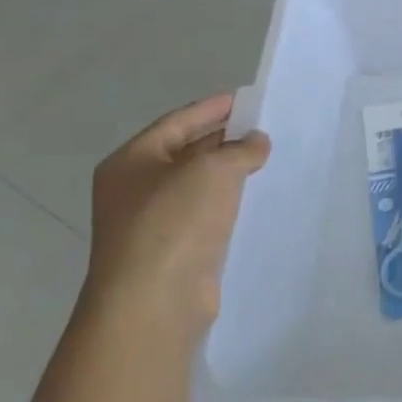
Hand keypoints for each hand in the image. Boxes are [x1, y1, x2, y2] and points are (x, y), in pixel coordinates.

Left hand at [84, 94, 270, 336]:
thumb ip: (240, 149)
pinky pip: (207, 215)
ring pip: (199, 185)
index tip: (248, 99)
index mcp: (131, 162)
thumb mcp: (212, 171)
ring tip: (270, 158)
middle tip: (266, 127)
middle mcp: (136, 189)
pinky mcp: (176, 251)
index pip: (177, 122)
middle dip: (225, 139)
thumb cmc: (174, 223)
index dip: (213, 108)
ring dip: (231, 172)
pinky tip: (258, 198)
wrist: (155, 302)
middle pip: (186, 151)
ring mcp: (153, 222)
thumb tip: (256, 142)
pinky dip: (231, 203)